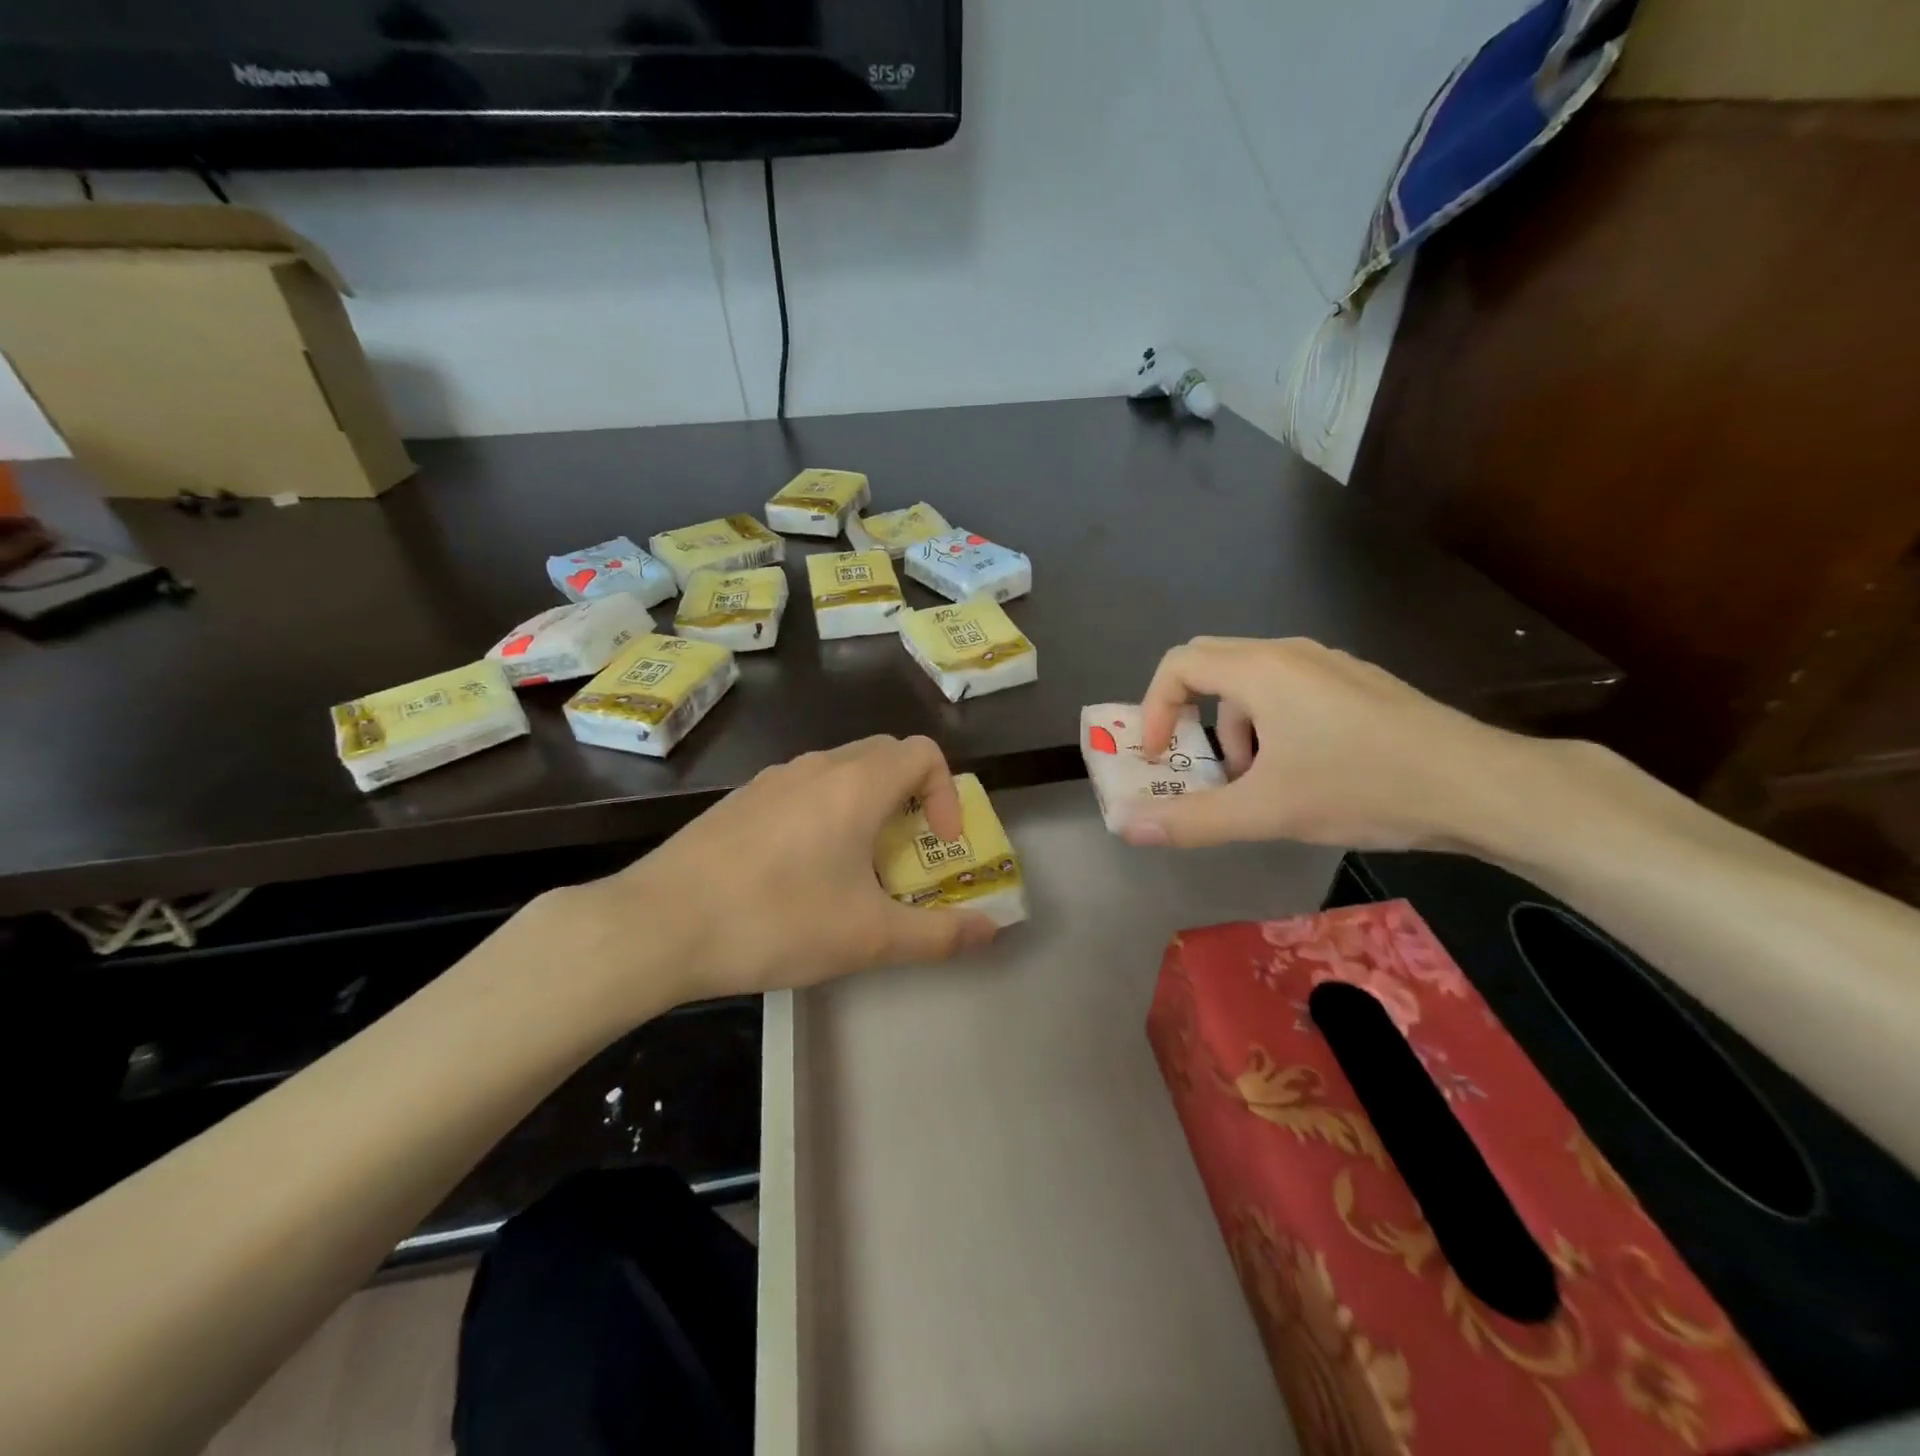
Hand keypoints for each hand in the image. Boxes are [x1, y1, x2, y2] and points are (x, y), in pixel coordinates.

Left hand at [564, 735, 999, 1010]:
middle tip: (906, 851)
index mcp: (856, 784)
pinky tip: (799, 871)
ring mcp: (772, 779)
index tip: (938, 843)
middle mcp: (816, 767)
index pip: (924, 753)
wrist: (657, 925)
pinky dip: (825, 812)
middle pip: (884, 755)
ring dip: (866, 805)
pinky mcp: (740, 800)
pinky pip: (801, 789)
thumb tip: (992, 931)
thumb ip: (938, 934)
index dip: (947, 792)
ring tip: (855, 867)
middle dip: (911, 796)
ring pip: (840, 771)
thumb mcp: (868, 938)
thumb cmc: (776, 921)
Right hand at [1124, 636, 1537, 851]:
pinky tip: (1306, 773)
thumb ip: (1191, 820)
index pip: (1178, 665)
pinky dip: (1273, 726)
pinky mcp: (1359, 684)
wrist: (1478, 785)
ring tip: (1260, 784)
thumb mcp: (1266, 811)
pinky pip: (1292, 691)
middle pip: (1212, 666)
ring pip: (1254, 684)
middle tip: (1200, 766)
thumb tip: (1127, 827)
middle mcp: (1291, 654)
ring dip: (1237, 729)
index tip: (1161, 757)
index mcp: (1261, 670)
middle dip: (1193, 719)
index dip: (1155, 709)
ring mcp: (1330, 665)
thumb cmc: (1361, 787)